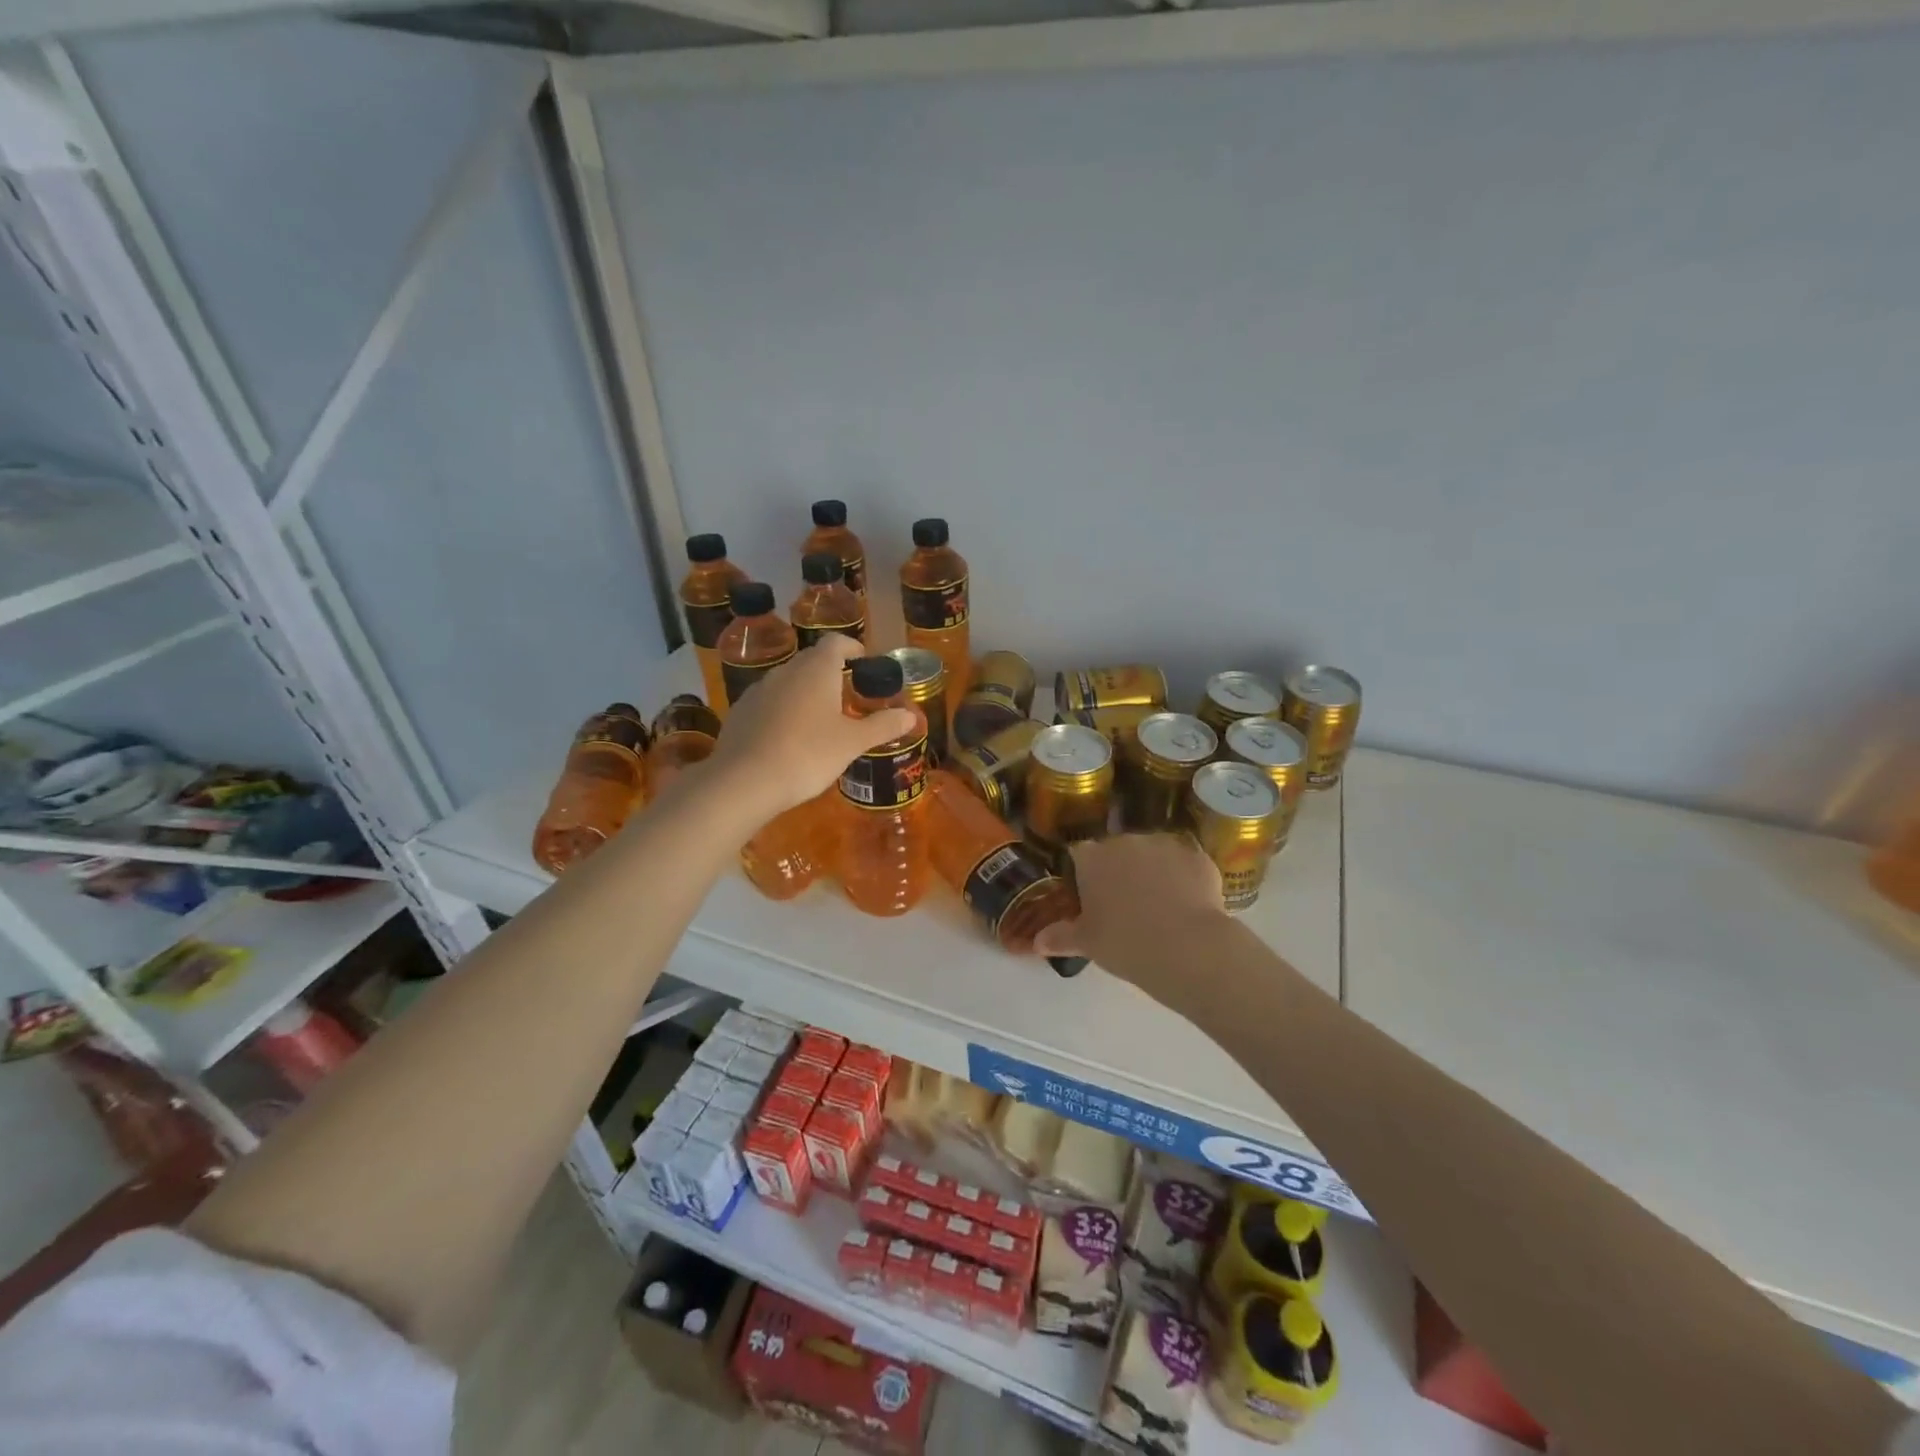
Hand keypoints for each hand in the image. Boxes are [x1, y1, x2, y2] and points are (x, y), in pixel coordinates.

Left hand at [704, 637, 918, 818]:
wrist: (744, 781)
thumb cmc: (807, 754)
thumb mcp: (852, 743)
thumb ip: (883, 726)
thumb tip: (910, 715)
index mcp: (816, 669)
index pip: (836, 642)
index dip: (852, 648)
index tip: (864, 662)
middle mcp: (786, 671)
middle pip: (812, 660)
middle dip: (831, 671)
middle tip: (848, 693)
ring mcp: (758, 690)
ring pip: (789, 681)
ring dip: (806, 691)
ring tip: (820, 718)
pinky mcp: (741, 712)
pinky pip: (769, 702)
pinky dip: (784, 709)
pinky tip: (789, 737)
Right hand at [1032, 834, 1230, 1004]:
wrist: (1188, 947)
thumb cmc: (1125, 943)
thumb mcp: (1087, 943)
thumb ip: (1060, 936)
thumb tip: (1037, 942)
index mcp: (1093, 857)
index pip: (1079, 854)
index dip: (1084, 873)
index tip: (1090, 896)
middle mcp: (1126, 841)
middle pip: (1117, 850)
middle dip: (1119, 870)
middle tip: (1124, 905)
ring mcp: (1165, 844)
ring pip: (1153, 853)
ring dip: (1152, 870)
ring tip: (1160, 905)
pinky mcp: (1198, 856)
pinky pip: (1184, 863)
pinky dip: (1184, 878)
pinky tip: (1188, 904)